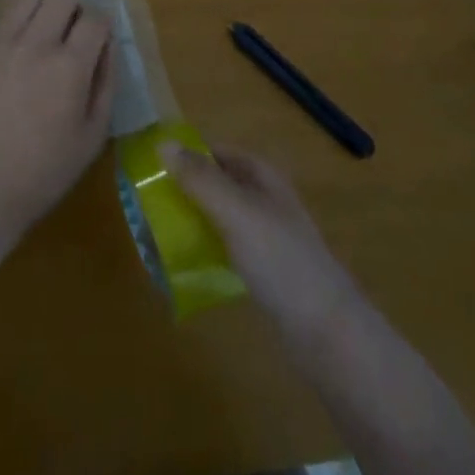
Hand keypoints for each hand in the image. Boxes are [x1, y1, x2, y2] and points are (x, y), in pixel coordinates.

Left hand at [0, 0, 115, 241]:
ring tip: (45, 30)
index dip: (102, 27)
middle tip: (73, 34)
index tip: (98, 42)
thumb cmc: (45, 170)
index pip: (95, 19)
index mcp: (69, 66)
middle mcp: (35, 43)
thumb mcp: (93, 135)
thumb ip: (105, 82)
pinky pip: (2, 18)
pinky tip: (17, 51)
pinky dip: (17, 24)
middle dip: (75, 9)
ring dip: (45, 6)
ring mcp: (1, 43)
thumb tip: (107, 45)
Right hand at [160, 143, 357, 338]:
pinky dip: (206, 248)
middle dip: (185, 190)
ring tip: (156, 235)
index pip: (216, 151)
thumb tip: (161, 142)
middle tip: (147, 205)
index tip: (149, 169)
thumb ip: (200, 179)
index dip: (186, 155)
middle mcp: (264, 198)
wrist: (327, 332)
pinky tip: (185, 265)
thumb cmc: (280, 260)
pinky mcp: (265, 270)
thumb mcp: (235, 212)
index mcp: (262, 176)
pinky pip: (227, 247)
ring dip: (192, 220)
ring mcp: (267, 236)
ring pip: (220, 216)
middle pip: (217, 183)